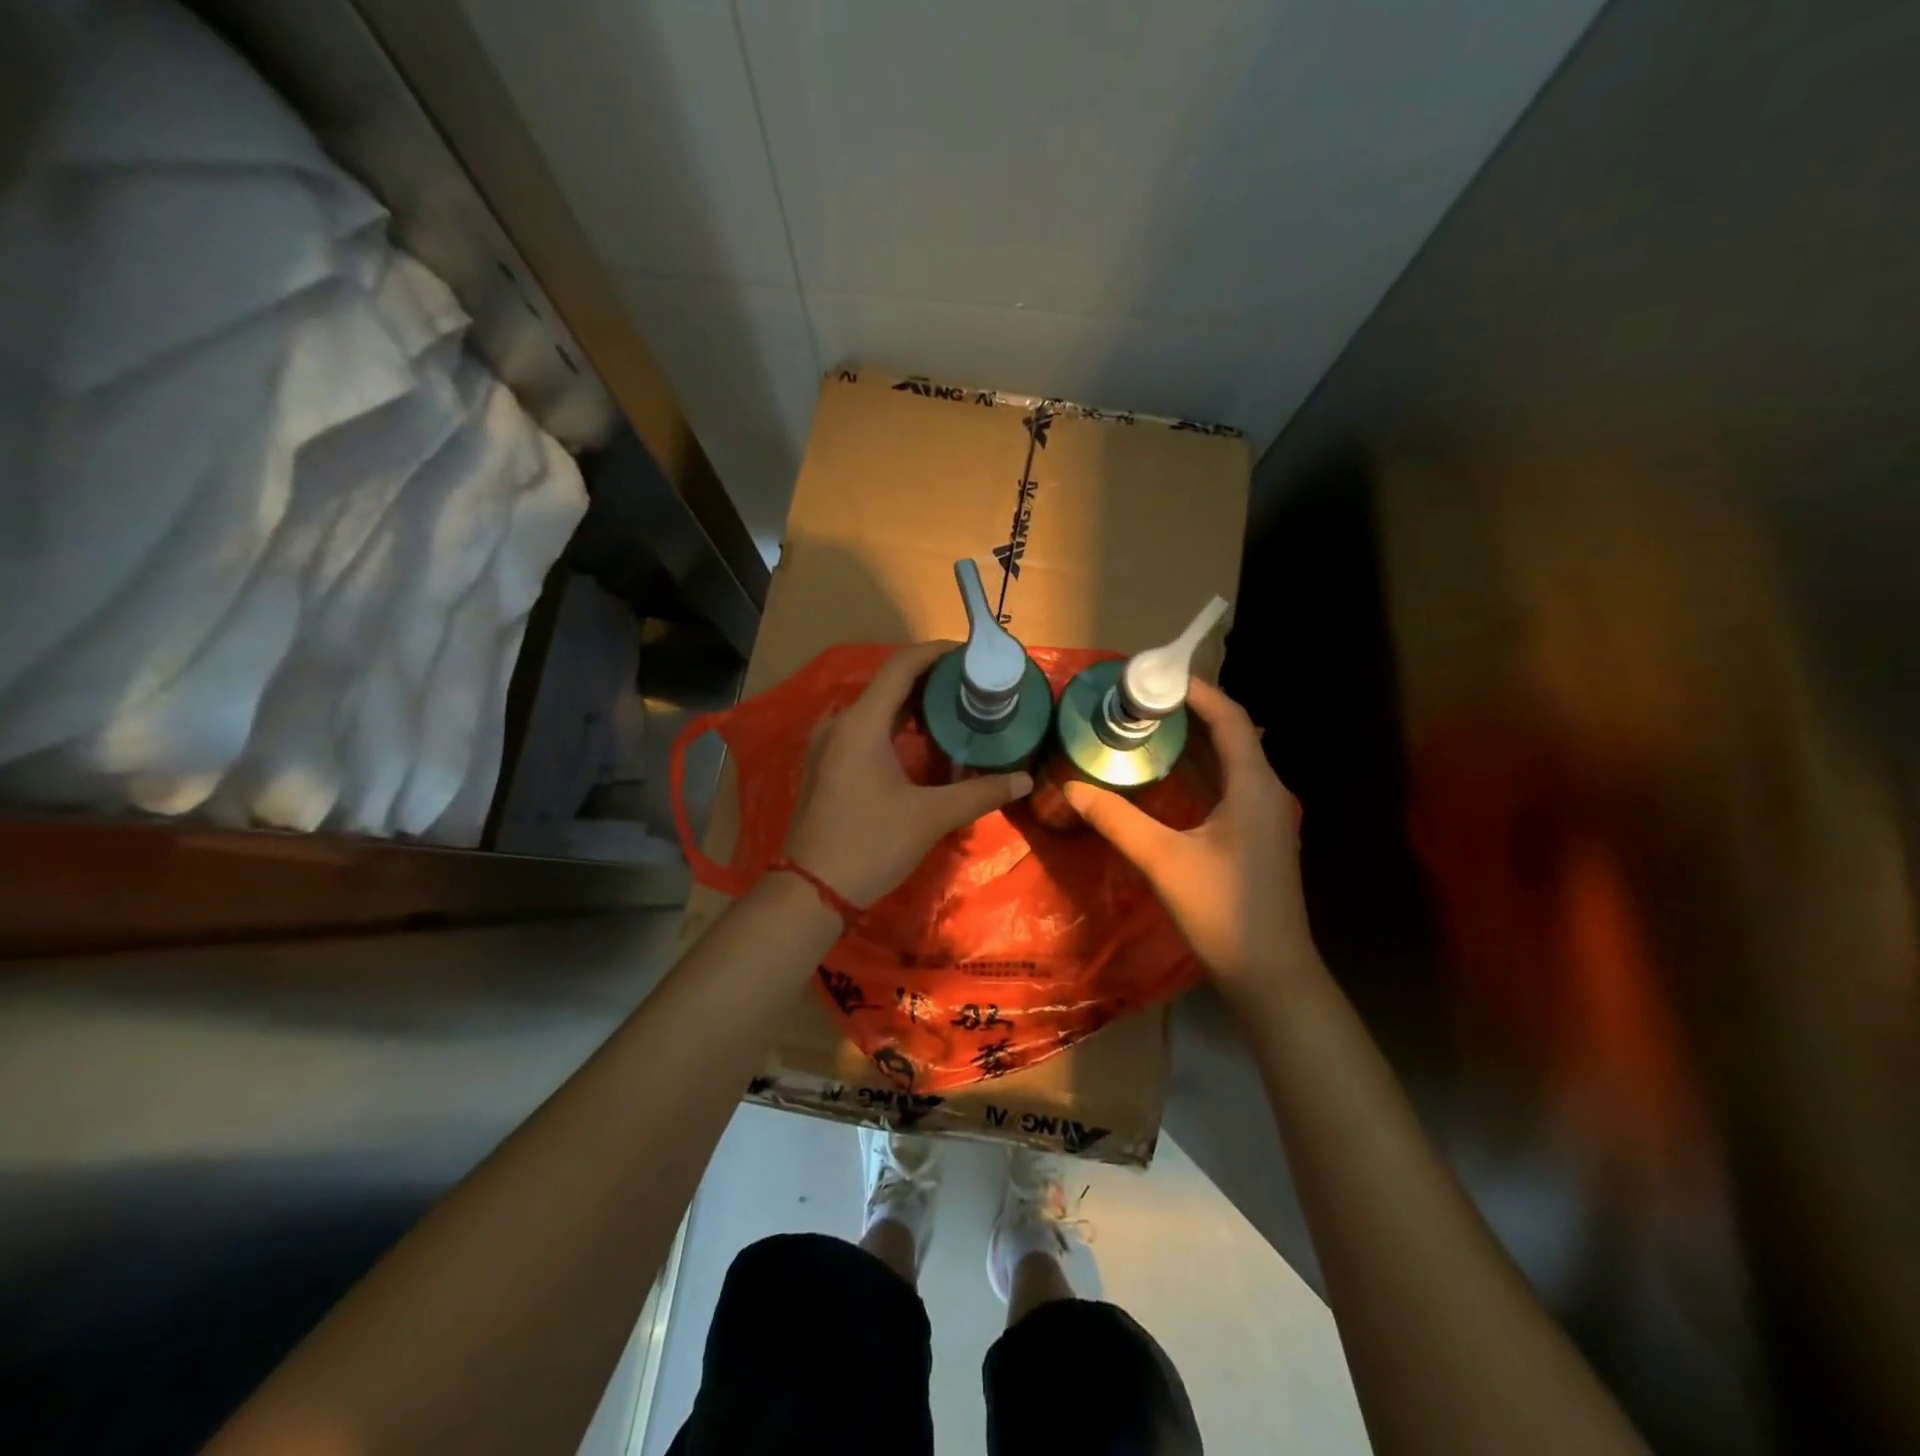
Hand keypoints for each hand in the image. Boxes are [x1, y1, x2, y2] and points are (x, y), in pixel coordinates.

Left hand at [785, 640, 1032, 906]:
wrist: (812, 891)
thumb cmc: (870, 844)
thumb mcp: (930, 817)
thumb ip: (980, 793)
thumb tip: (1024, 779)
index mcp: (862, 723)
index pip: (901, 666)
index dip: (937, 653)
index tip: (971, 654)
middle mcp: (840, 724)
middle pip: (889, 684)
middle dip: (931, 679)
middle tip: (972, 685)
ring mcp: (828, 745)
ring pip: (876, 708)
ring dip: (913, 704)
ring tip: (954, 709)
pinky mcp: (826, 765)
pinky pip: (864, 729)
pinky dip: (895, 725)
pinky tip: (920, 743)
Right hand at [1063, 679, 1312, 1000]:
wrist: (1270, 974)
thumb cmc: (1222, 911)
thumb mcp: (1162, 860)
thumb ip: (1116, 819)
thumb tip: (1070, 787)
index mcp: (1253, 786)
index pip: (1229, 717)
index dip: (1195, 690)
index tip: (1153, 676)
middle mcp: (1265, 791)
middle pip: (1229, 734)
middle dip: (1186, 712)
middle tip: (1137, 700)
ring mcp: (1264, 815)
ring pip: (1227, 762)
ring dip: (1190, 742)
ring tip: (1143, 727)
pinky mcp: (1256, 836)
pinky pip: (1226, 786)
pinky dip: (1196, 771)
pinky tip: (1163, 776)